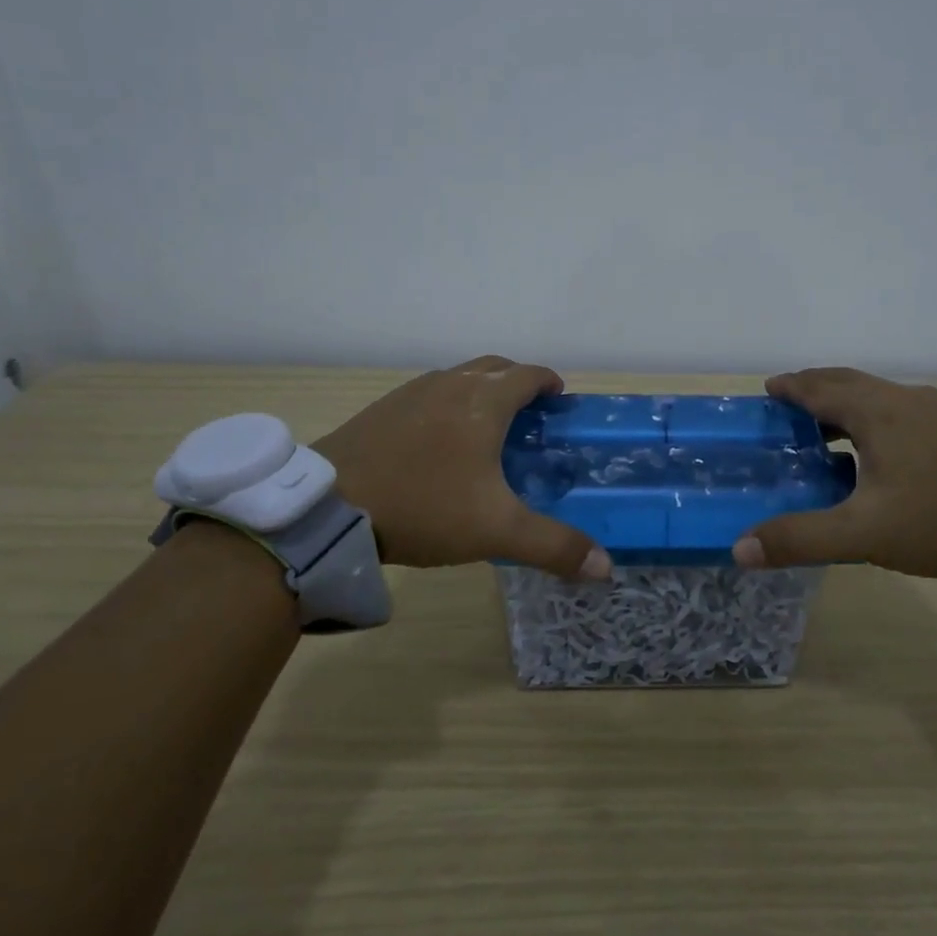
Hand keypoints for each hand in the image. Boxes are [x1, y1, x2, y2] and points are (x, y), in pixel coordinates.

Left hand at [311, 356, 612, 580]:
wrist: (330, 505)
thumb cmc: (425, 506)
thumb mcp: (497, 531)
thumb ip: (554, 546)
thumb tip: (606, 568)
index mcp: (484, 401)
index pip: (529, 374)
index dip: (549, 383)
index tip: (559, 401)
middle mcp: (451, 384)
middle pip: (495, 367)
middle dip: (518, 382)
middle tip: (529, 416)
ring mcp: (412, 392)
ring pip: (459, 377)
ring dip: (481, 391)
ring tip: (487, 429)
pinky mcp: (382, 407)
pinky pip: (429, 394)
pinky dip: (448, 404)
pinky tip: (439, 443)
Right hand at [734, 367, 936, 579]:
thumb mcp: (864, 534)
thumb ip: (801, 538)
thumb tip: (740, 548)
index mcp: (878, 413)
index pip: (822, 388)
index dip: (791, 387)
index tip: (768, 389)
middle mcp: (906, 400)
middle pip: (850, 382)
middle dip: (816, 387)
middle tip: (788, 402)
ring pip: (878, 395)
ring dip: (845, 402)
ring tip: (824, 426)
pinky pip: (900, 411)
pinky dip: (873, 417)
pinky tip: (876, 451)